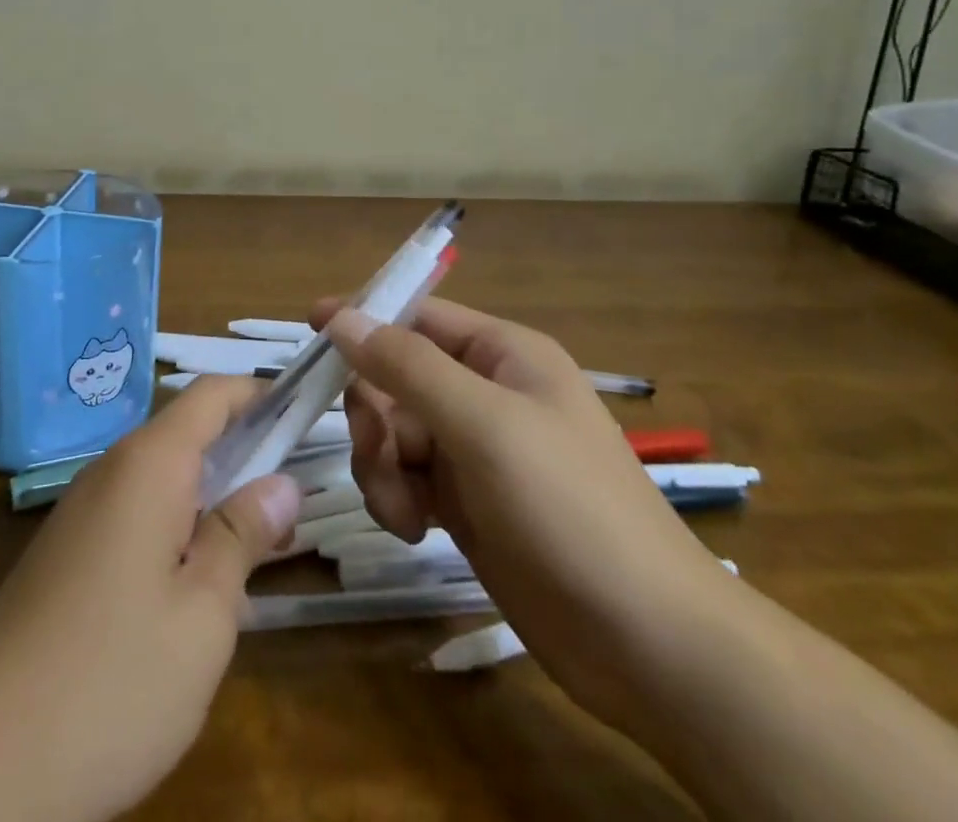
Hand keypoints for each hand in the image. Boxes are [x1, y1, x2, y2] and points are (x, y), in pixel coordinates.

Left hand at [0, 376, 299, 821]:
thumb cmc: (108, 681)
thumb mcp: (201, 615)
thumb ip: (242, 537)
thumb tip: (281, 485)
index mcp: (148, 465)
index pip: (212, 395)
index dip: (261, 394)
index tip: (307, 413)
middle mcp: (111, 471)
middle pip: (188, 432)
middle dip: (244, 451)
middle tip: (295, 497)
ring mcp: (83, 513)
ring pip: (163, 477)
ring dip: (212, 496)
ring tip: (258, 546)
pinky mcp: (66, 555)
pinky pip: (136, 514)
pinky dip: (177, 527)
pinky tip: (195, 586)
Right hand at [313, 296, 729, 728]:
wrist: (646, 642)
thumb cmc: (569, 508)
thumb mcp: (484, 425)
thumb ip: (407, 367)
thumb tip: (342, 317)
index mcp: (501, 354)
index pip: (417, 316)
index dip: (364, 318)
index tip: (310, 328)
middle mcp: (485, 392)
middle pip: (395, 378)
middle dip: (375, 415)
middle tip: (378, 453)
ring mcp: (475, 451)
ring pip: (394, 433)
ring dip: (382, 466)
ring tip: (404, 510)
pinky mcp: (466, 503)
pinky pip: (406, 478)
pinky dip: (397, 498)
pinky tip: (414, 530)